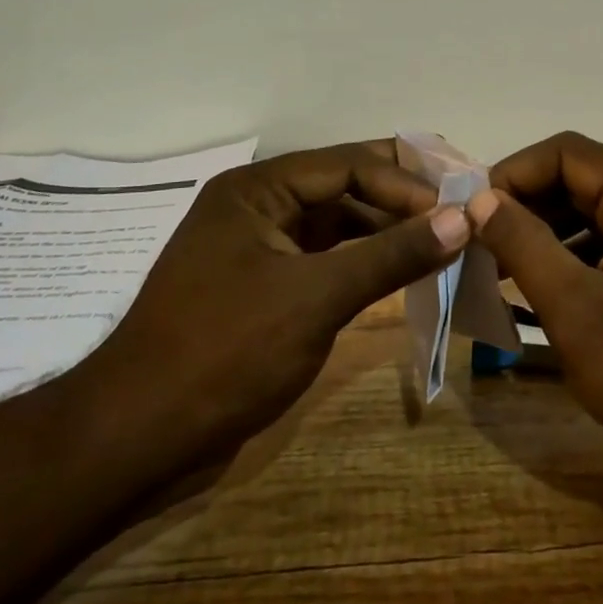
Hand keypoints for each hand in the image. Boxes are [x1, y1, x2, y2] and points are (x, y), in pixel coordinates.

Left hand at [77, 140, 470, 468]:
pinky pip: (328, 258)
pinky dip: (365, 262)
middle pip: (345, 186)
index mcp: (259, 189)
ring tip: (444, 242)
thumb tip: (464, 218)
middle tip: (461, 210)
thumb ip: (392, 254)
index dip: (407, 184)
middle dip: (402, 199)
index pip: (349, 165)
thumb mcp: (316, 298)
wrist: (138, 439)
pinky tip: (403, 272)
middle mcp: (259, 206)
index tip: (458, 211)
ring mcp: (261, 248)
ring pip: (339, 224)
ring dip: (388, 231)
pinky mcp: (267, 287)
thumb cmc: (225, 353)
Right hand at [469, 131, 602, 503]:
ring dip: (547, 231)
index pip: (566, 152)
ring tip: (502, 269)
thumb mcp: (577, 311)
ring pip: (594, 209)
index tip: (475, 216)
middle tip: (482, 245)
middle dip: (526, 204)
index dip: (513, 174)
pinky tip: (545, 286)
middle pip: (580, 177)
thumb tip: (481, 200)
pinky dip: (575, 254)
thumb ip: (524, 246)